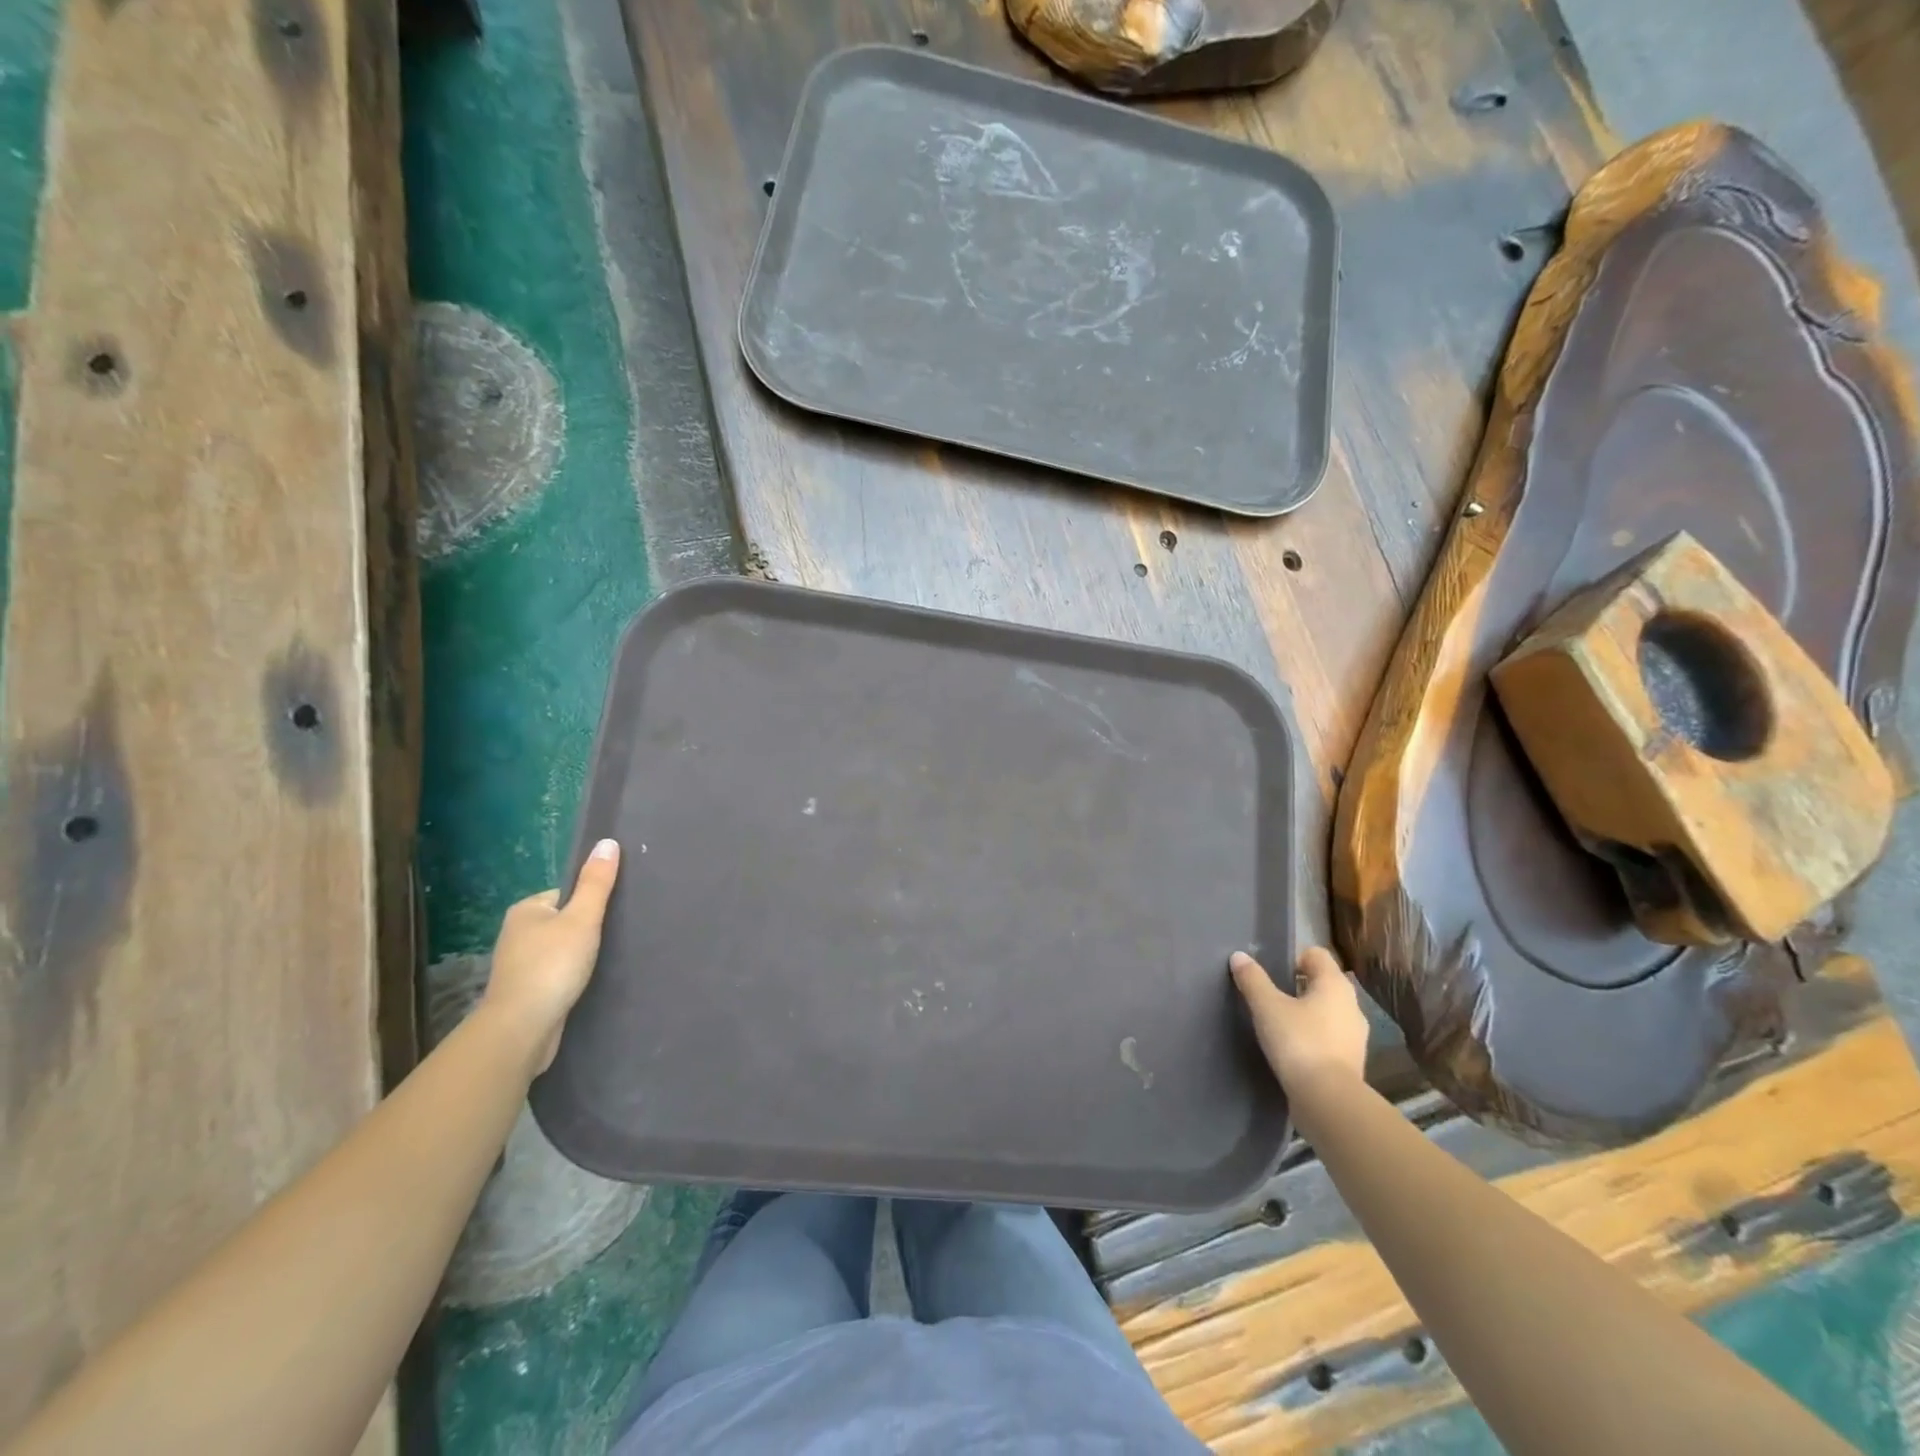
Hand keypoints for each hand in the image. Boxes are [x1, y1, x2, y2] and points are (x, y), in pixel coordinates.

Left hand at [482, 839, 620, 1072]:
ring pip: (559, 949)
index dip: (590, 902)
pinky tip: (585, 983)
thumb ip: (597, 883)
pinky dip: (570, 976)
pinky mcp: (525, 991)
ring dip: (578, 955)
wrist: (522, 1028)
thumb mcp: (582, 918)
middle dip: (585, 930)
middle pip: (563, 921)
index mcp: (526, 910)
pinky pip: (555, 973)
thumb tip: (607, 841)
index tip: (611, 915)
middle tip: (613, 937)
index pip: (566, 894)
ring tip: (603, 961)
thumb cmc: (552, 966)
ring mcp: (518, 965)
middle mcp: (516, 933)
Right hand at [1230, 947, 1368, 1097]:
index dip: (1292, 957)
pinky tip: (1292, 1049)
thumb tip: (1239, 956)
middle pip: (1321, 983)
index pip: (1316, 955)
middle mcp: (1351, 1005)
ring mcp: (1355, 1035)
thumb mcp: (1267, 1007)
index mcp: (1335, 984)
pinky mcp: (1352, 1061)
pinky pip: (1329, 1036)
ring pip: (1326, 1011)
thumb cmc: (1298, 1042)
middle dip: (1296, 986)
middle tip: (1269, 997)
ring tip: (1278, 1025)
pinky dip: (1312, 1037)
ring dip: (1305, 1013)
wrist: (1328, 1100)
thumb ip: (1252, 979)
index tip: (1270, 973)